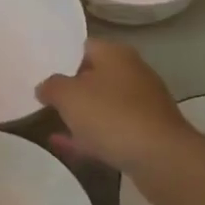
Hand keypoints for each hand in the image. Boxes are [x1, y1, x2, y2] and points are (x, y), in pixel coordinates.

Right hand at [38, 40, 201, 202]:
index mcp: (116, 54)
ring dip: (81, 115)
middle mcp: (132, 72)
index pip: (84, 46)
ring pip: (103, 105)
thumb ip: (52, 86)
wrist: (162, 158)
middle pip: (94, 76)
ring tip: (51, 125)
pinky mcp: (146, 133)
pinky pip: (111, 130)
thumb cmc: (112, 116)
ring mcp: (142, 104)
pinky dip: (91, 136)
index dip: (62, 58)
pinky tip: (68, 147)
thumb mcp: (69, 96)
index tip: (41, 73)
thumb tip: (45, 86)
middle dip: (72, 89)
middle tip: (44, 101)